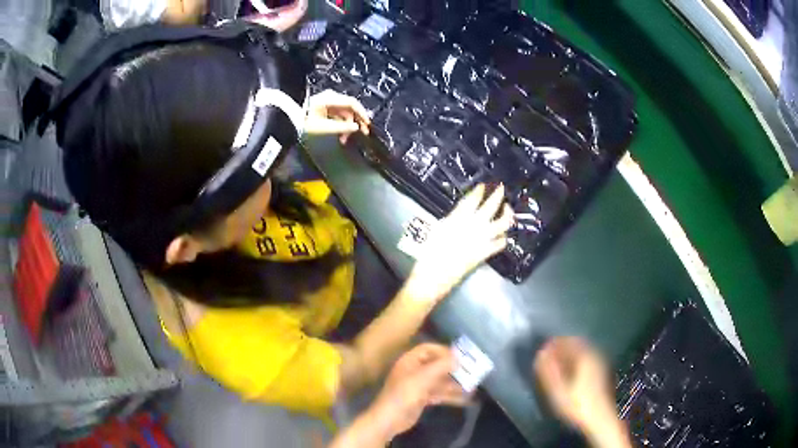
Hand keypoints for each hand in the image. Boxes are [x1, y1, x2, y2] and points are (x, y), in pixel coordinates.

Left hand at [304, 90, 370, 143]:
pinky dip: (341, 124)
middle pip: (350, 109)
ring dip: (347, 125)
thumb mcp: (324, 127)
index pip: (352, 103)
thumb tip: (356, 127)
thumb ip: (342, 127)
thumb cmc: (304, 122)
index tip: (367, 124)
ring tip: (344, 139)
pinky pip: (339, 115)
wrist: (290, 119)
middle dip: (356, 122)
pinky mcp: (326, 108)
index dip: (362, 113)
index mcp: (331, 99)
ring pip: (345, 113)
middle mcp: (331, 98)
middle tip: (362, 133)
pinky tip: (340, 135)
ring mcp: (328, 102)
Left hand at [366, 344, 467, 440]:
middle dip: (452, 369)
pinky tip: (464, 399)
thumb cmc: (406, 393)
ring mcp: (418, 385)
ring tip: (472, 387)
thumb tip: (457, 358)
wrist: (391, 418)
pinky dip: (450, 395)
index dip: (443, 351)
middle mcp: (414, 371)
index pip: (428, 349)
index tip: (459, 357)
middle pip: (435, 365)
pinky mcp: (421, 399)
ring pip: (439, 381)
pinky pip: (438, 394)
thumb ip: (442, 365)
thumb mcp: (424, 376)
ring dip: (454, 384)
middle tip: (471, 371)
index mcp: (410, 361)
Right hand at [405, 184, 513, 303]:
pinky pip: (500, 243)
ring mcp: (483, 239)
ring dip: (507, 213)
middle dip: (497, 194)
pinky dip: (503, 237)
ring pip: (503, 222)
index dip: (479, 191)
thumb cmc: (430, 251)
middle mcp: (475, 225)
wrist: (435, 274)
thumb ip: (452, 219)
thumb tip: (460, 215)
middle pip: (492, 205)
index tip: (482, 186)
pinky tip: (502, 235)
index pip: (473, 199)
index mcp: (460, 217)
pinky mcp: (486, 252)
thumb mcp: (437, 229)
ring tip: (507, 208)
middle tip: (500, 188)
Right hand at [534, 338, 619, 436]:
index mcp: (586, 356)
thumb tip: (541, 353)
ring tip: (557, 364)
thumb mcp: (559, 390)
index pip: (568, 341)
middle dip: (562, 348)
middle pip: (577, 345)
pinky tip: (570, 373)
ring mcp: (601, 365)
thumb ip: (549, 371)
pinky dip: (577, 362)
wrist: (600, 419)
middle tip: (548, 356)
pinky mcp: (602, 374)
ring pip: (583, 353)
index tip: (543, 348)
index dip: (555, 343)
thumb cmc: (578, 405)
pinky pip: (587, 361)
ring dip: (569, 355)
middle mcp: (596, 356)